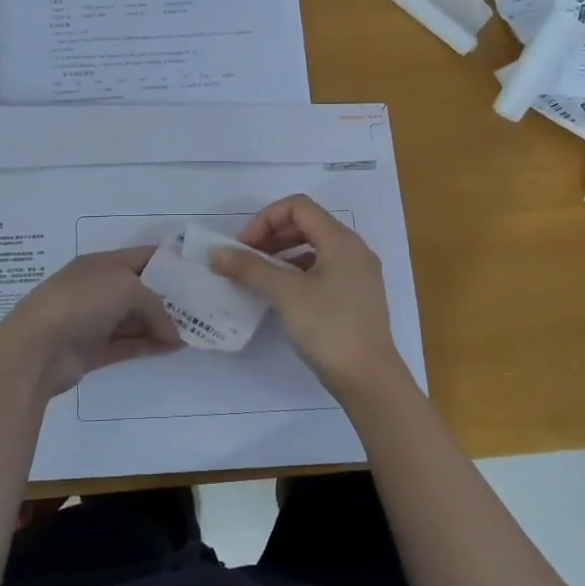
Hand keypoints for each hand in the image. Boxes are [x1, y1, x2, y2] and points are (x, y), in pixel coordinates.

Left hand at [0, 246, 181, 401]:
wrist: (36, 348)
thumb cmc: (81, 302)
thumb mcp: (126, 288)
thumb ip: (155, 306)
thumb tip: (172, 334)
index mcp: (101, 264)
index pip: (142, 256)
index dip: (170, 260)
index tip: (198, 270)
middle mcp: (98, 289)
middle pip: (141, 290)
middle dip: (170, 296)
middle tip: (204, 305)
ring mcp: (94, 320)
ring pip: (136, 319)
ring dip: (163, 324)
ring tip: (196, 330)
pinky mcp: (93, 350)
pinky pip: (129, 344)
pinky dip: (150, 344)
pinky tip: (175, 347)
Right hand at [209, 195, 408, 400]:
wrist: (368, 378)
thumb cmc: (328, 328)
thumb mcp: (285, 294)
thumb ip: (249, 268)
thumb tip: (215, 253)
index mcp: (341, 240)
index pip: (298, 207)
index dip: (265, 219)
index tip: (243, 247)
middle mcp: (354, 249)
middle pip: (307, 224)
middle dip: (271, 235)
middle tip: (246, 260)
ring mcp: (358, 273)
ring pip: (315, 247)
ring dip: (283, 253)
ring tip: (259, 276)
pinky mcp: (357, 295)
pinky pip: (323, 268)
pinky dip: (298, 271)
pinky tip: (282, 293)